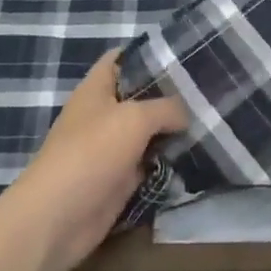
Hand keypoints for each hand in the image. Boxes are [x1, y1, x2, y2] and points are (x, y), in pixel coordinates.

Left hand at [0, 50, 188, 270]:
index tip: (184, 54)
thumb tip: (186, 114)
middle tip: (209, 90)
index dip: (149, 53)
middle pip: (141, 96)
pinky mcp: (119, 179)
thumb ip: (167, 108)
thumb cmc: (92, 153)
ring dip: (173, 130)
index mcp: (96, 89)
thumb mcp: (135, 118)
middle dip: (171, 95)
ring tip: (211, 119)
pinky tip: (198, 153)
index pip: (122, 58)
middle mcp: (103, 114)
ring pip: (148, 132)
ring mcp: (110, 148)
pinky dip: (169, 161)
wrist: (59, 217)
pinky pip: (149, 163)